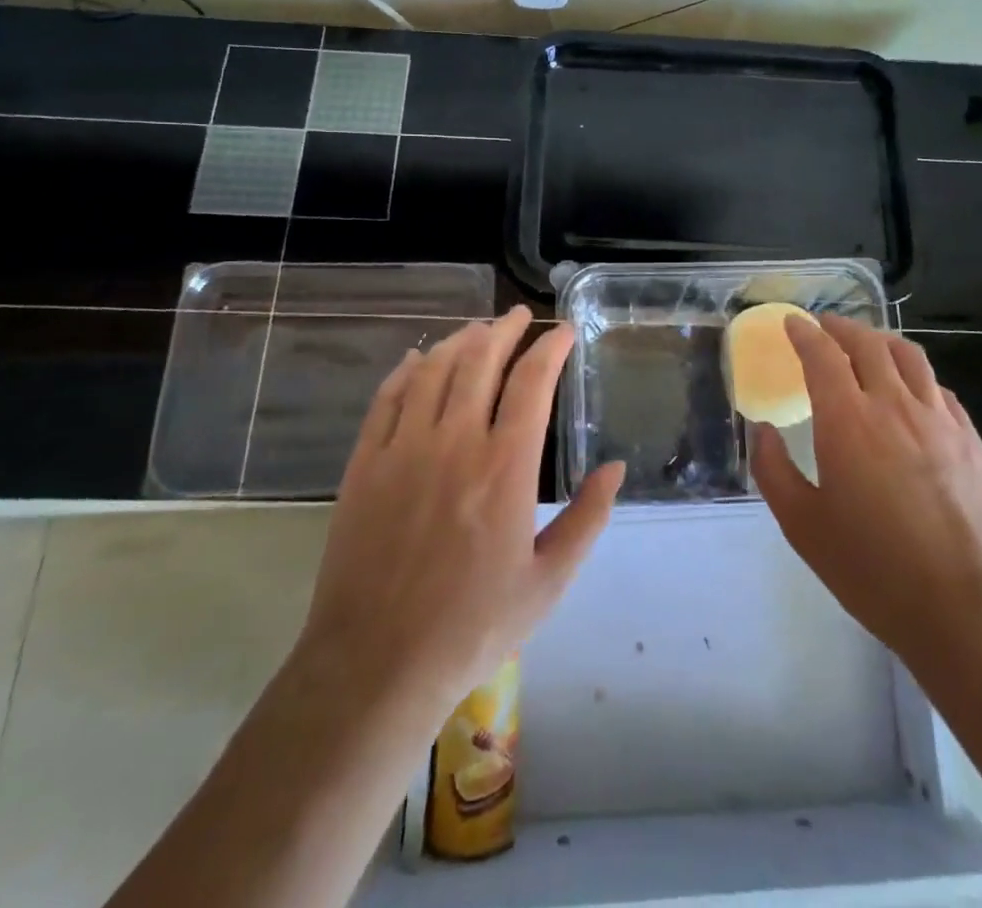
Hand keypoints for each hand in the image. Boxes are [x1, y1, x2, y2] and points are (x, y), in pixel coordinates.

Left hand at [298, 306, 624, 714]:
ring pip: (435, 370)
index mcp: (505, 467)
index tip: (563, 332)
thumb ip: (587, 519)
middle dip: (505, 329)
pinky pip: (387, 398)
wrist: (376, 664)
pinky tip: (419, 360)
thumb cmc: (472, 626)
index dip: (550, 347)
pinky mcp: (365, 463)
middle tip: (519, 316)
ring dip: (461, 341)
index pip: (532, 382)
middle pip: (481, 360)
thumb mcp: (548, 582)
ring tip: (478, 330)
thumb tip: (615, 468)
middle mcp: (455, 442)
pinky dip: (407, 370)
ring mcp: (404, 448)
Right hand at [749, 314, 981, 667]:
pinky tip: (913, 392)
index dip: (805, 333)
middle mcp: (894, 405)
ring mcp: (940, 420)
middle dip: (841, 327)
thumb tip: (761, 430)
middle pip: (867, 344)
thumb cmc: (873, 569)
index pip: (822, 355)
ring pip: (909, 357)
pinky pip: (939, 389)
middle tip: (825, 327)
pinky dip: (916, 376)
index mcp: (848, 421)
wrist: (968, 609)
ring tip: (867, 345)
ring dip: (881, 341)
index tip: (793, 323)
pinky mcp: (972, 440)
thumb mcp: (803, 526)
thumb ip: (773, 470)